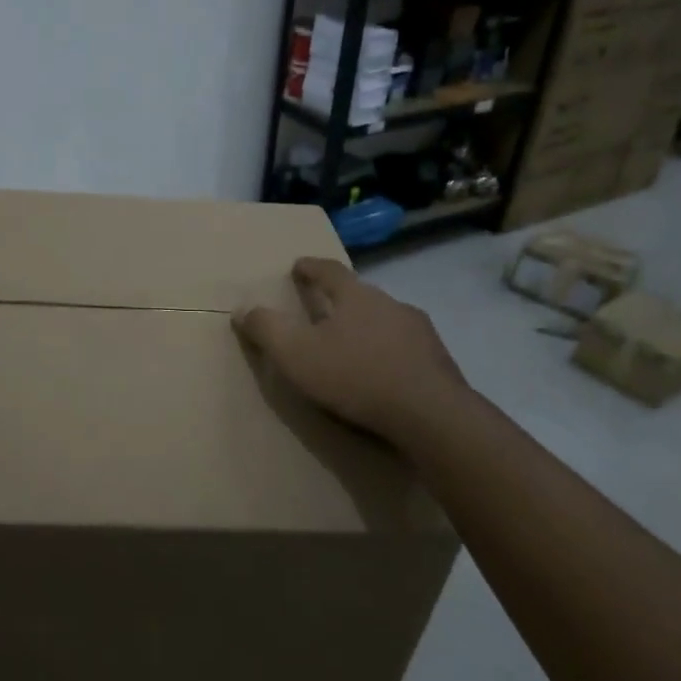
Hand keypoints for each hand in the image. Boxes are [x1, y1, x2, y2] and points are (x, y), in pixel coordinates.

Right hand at [234, 257, 470, 443]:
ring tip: (354, 347)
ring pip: (386, 322)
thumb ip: (267, 329)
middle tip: (324, 311)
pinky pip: (407, 350)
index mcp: (356, 296)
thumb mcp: (296, 354)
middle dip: (341, 301)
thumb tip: (242, 309)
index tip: (299, 265)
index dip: (311, 267)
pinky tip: (384, 375)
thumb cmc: (355, 376)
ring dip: (369, 329)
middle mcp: (391, 304)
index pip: (329, 271)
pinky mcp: (439, 362)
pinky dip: (390, 356)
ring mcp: (421, 332)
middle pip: (361, 295)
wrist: (431, 415)